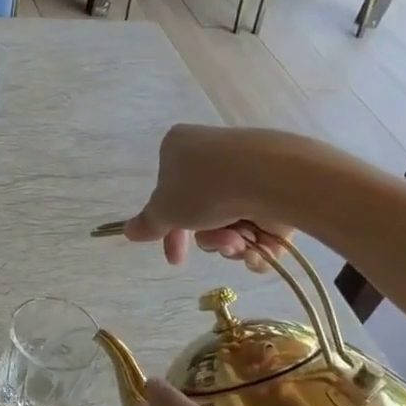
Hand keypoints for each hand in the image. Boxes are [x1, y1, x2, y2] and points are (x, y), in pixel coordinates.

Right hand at [121, 124, 295, 269]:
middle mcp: (212, 154)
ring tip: (241, 240)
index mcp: (178, 149)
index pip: (167, 194)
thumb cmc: (205, 187)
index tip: (175, 257)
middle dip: (208, 238)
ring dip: (231, 240)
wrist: (272, 177)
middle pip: (201, 211)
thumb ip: (147, 223)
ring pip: (230, 219)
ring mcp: (248, 168)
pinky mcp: (277, 183)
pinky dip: (258, 241)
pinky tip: (259, 246)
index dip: (168, 230)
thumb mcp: (164, 210)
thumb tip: (128, 231)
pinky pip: (260, 221)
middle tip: (220, 246)